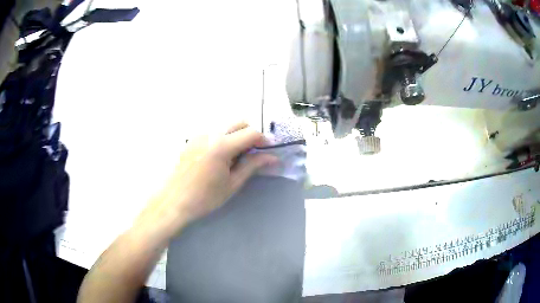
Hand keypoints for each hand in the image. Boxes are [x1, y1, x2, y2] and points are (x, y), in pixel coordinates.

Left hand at [134, 122, 277, 239]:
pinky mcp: (193, 139)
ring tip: (235, 157)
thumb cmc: (205, 197)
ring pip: (226, 126)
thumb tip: (272, 157)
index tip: (267, 151)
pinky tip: (220, 156)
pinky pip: (214, 131)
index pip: (251, 133)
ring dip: (236, 135)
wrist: (175, 200)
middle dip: (250, 134)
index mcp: (222, 145)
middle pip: (239, 123)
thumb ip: (252, 165)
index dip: (263, 140)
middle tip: (252, 153)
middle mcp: (211, 133)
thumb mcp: (232, 183)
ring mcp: (200, 134)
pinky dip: (223, 138)